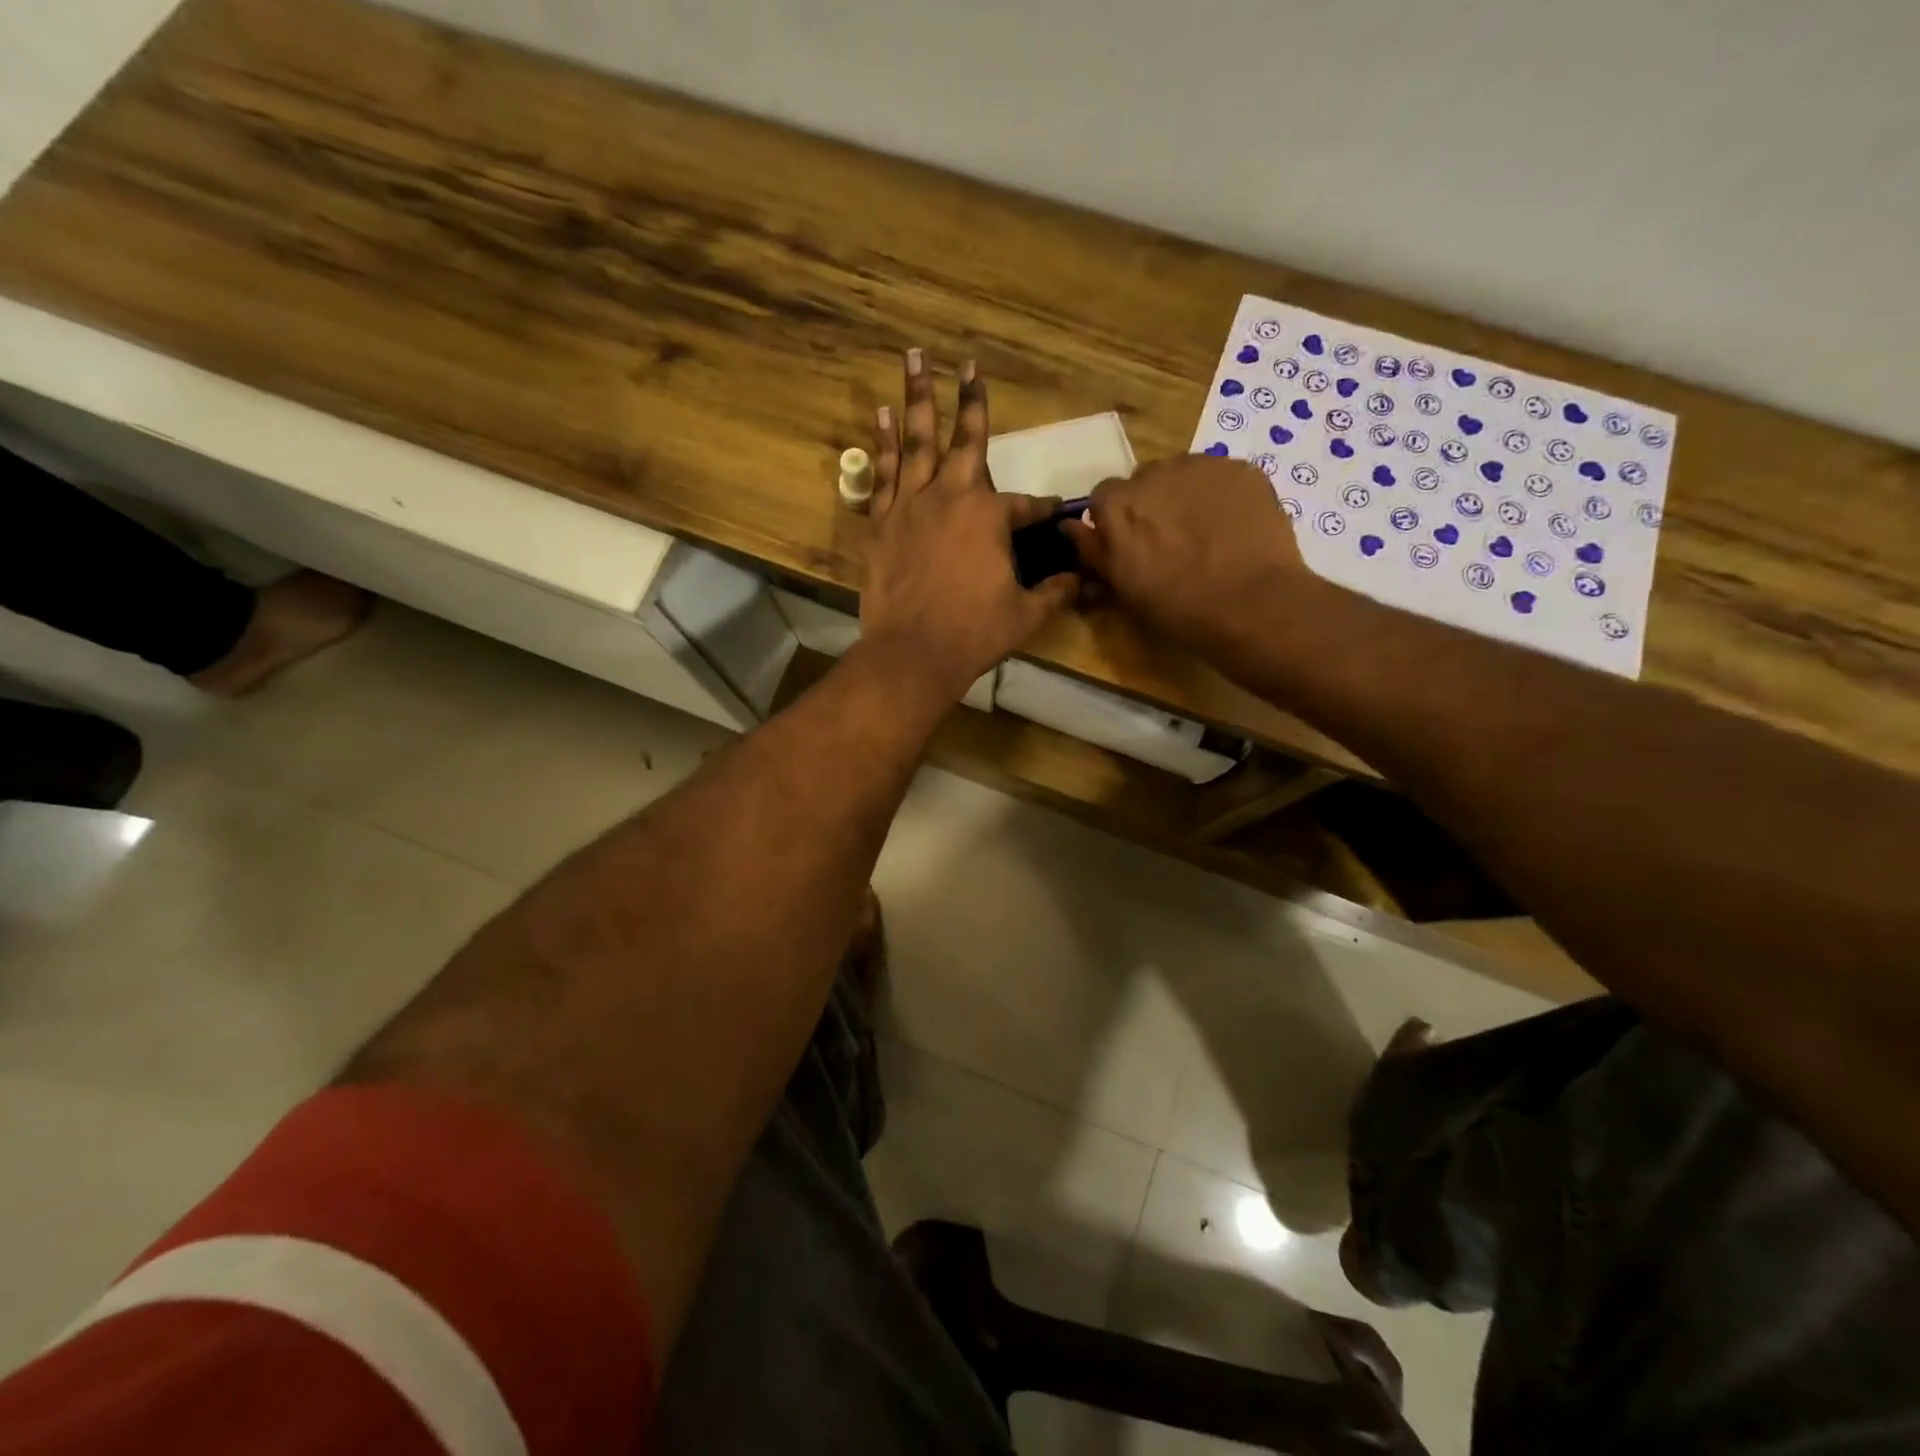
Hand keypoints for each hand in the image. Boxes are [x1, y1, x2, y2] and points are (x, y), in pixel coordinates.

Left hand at [860, 351, 1079, 702]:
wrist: (913, 653)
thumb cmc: (974, 633)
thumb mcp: (1026, 615)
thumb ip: (1056, 591)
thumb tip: (1085, 580)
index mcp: (990, 517)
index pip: (1025, 504)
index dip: (1042, 508)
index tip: (1053, 510)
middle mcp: (951, 497)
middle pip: (966, 441)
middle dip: (971, 400)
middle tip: (970, 364)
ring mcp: (911, 506)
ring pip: (916, 442)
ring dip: (917, 399)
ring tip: (914, 359)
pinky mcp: (882, 523)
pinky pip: (884, 473)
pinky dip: (883, 443)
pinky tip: (882, 416)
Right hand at [1062, 455, 1315, 652]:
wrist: (1252, 605)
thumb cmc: (1178, 607)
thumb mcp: (1122, 587)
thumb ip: (1092, 550)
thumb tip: (1068, 526)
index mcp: (1118, 506)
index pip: (1103, 497)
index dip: (1116, 520)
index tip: (1130, 545)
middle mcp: (1154, 474)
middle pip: (1144, 481)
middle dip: (1150, 504)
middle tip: (1169, 541)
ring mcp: (1201, 467)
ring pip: (1182, 474)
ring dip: (1184, 495)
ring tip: (1204, 532)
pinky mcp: (1241, 469)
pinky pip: (1220, 476)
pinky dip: (1220, 494)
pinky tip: (1232, 526)